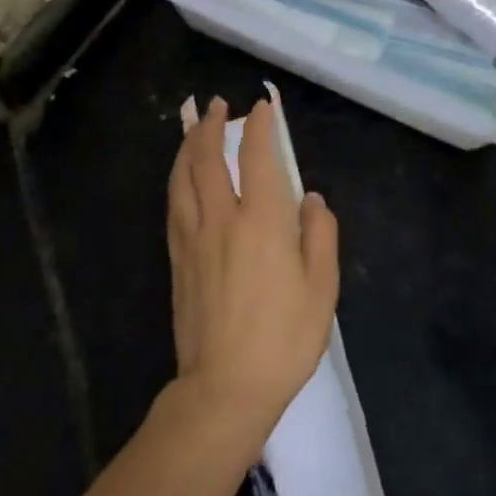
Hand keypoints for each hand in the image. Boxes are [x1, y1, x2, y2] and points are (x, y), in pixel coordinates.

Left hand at [166, 97, 339, 456]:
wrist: (224, 390)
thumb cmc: (283, 339)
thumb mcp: (322, 288)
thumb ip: (320, 234)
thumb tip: (310, 198)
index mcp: (262, 222)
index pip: (258, 158)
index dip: (260, 127)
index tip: (261, 106)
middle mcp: (222, 220)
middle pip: (208, 160)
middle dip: (212, 126)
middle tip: (217, 105)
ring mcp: (193, 240)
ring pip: (183, 179)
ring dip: (188, 146)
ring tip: (194, 128)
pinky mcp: (178, 261)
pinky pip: (174, 205)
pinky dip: (178, 179)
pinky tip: (181, 177)